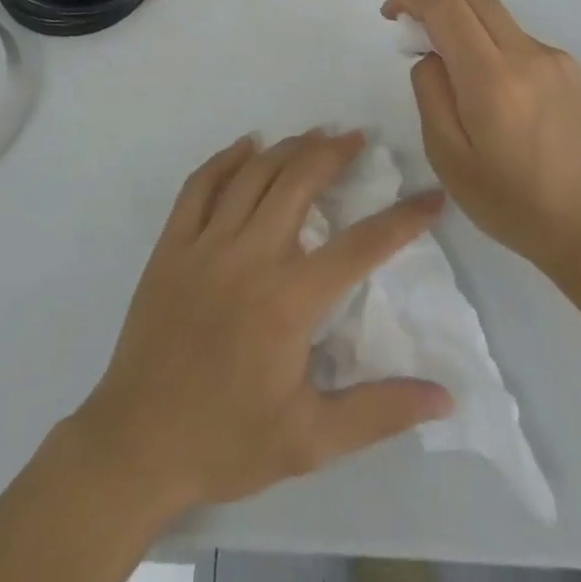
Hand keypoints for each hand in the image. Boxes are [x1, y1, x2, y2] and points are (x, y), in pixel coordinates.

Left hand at [72, 130, 452, 518]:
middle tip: (357, 138)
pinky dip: (225, 159)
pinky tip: (246, 146)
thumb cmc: (227, 441)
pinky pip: (199, 185)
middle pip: (299, 182)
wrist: (135, 446)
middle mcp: (249, 256)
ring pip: (252, 174)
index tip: (430, 196)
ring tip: (314, 135)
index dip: (403, 218)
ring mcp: (204, 245)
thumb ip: (380, 411)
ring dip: (287, 148)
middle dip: (333, 153)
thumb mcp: (311, 441)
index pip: (360, 246)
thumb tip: (445, 396)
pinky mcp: (171, 246)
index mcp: (288, 300)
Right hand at [382, 0, 580, 268]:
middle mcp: (526, 54)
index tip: (390, 16)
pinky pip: (515, 36)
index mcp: (492, 79)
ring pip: (493, 11)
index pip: (446, 4)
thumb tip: (431, 55)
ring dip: (461, 23)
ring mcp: (552, 57)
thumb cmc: (509, 202)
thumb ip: (430, 92)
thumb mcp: (447, 156)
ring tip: (454, 76)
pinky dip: (488, 45)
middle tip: (415, 35)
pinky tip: (491, 95)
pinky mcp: (568, 67)